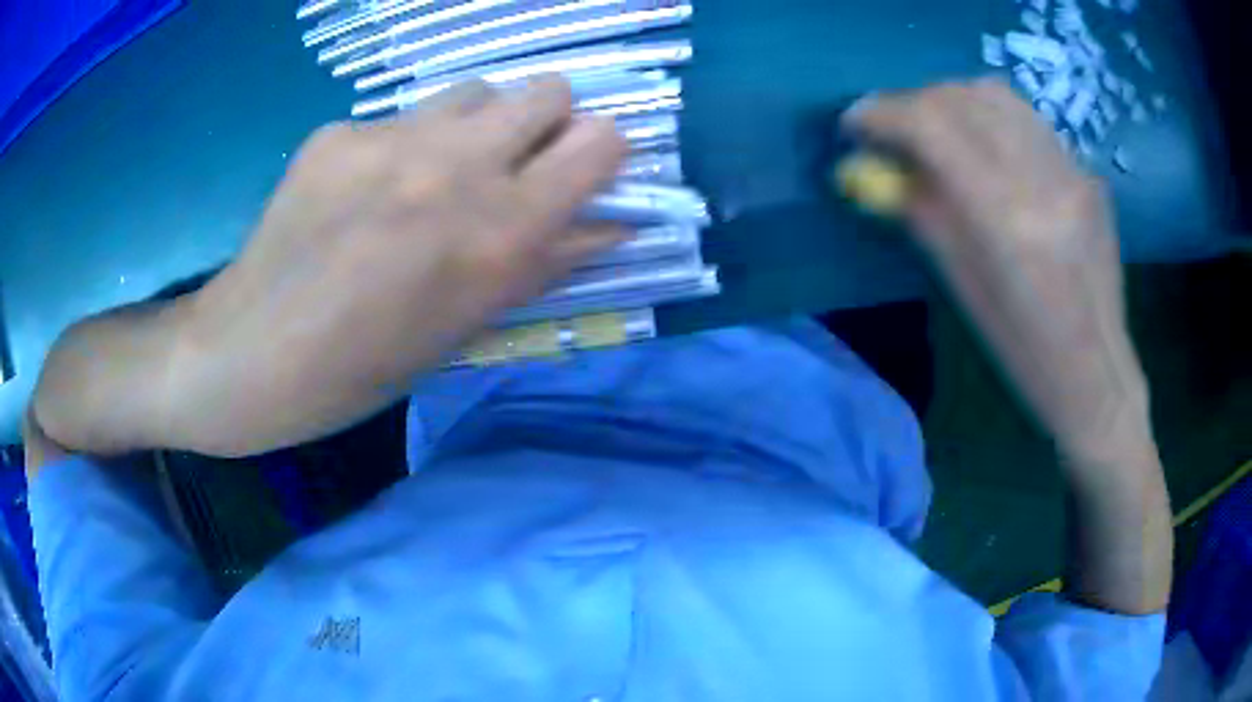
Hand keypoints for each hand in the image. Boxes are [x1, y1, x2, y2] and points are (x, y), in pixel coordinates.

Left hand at [65, 76, 626, 456]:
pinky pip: (397, 119)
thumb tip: (610, 223)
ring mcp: (389, 139)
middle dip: (544, 124)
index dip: (600, 153)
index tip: (579, 175)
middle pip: (547, 88)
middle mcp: (455, 166)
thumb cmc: (365, 369)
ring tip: (433, 174)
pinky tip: (361, 193)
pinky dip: (399, 147)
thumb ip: (546, 263)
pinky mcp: (338, 131)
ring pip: (474, 91)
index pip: (602, 140)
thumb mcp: (467, 328)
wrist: (249, 355)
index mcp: (499, 232)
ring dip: (475, 125)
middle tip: (511, 167)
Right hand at [845, 79, 1172, 613]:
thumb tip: (871, 166)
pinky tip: (985, 147)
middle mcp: (1042, 179)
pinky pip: (1026, 119)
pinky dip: (990, 118)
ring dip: (952, 100)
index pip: (933, 126)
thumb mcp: (961, 286)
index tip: (854, 122)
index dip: (883, 112)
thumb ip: (917, 212)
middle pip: (963, 97)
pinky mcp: (1085, 171)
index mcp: (1006, 220)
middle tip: (894, 130)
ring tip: (937, 129)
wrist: (1097, 372)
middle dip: (914, 102)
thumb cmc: (1023, 350)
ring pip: (997, 95)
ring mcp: (1071, 169)